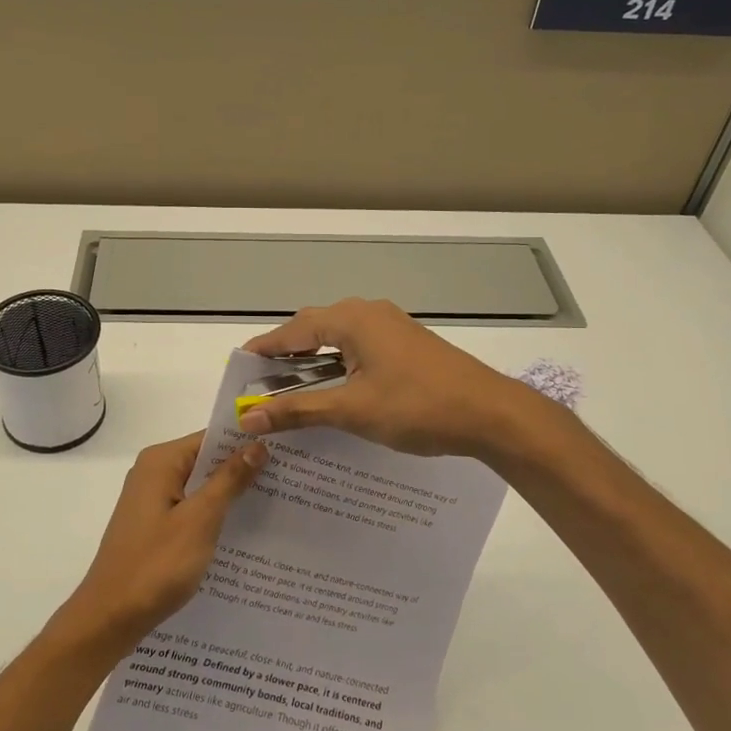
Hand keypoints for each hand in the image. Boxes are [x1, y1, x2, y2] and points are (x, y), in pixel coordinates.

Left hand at [57, 432, 266, 654]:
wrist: (109, 618)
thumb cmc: (156, 565)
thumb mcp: (200, 520)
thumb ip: (229, 480)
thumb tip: (257, 445)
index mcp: (161, 461)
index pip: (211, 438)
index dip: (246, 443)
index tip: (284, 451)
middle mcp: (153, 472)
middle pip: (205, 461)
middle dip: (242, 469)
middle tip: (288, 478)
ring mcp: (150, 500)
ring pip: (199, 487)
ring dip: (229, 495)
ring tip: (275, 502)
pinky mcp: (153, 525)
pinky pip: (190, 508)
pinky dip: (212, 515)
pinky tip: (241, 531)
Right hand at [238, 298, 530, 457]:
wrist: (491, 414)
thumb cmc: (418, 406)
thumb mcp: (352, 410)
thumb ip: (297, 411)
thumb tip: (247, 417)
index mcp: (353, 320)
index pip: (294, 329)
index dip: (264, 348)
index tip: (238, 366)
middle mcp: (370, 314)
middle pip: (315, 329)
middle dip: (286, 354)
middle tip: (260, 382)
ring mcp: (392, 328)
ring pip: (339, 339)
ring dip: (313, 362)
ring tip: (289, 389)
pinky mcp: (407, 345)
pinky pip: (359, 348)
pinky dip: (338, 366)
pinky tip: (333, 391)